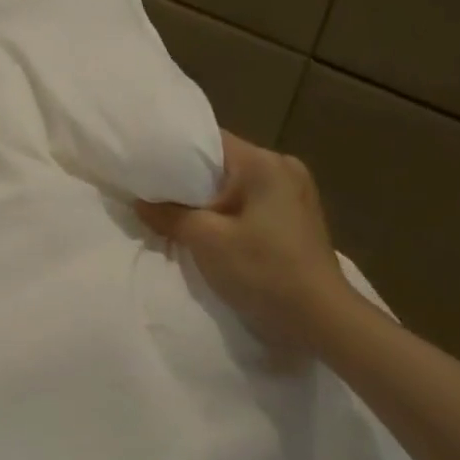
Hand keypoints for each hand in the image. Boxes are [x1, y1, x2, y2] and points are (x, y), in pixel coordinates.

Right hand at [136, 131, 357, 349]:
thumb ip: (170, 215)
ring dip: (208, 200)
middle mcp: (284, 168)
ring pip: (237, 186)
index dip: (174, 152)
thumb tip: (140, 202)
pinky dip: (228, 213)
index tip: (146, 166)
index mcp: (264, 163)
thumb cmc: (263, 270)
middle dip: (188, 180)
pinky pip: (251, 204)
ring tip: (175, 215)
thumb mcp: (207, 240)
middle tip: (152, 194)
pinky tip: (209, 231)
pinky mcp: (296, 217)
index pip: (210, 141)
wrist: (319, 318)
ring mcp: (295, 193)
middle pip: (223, 164)